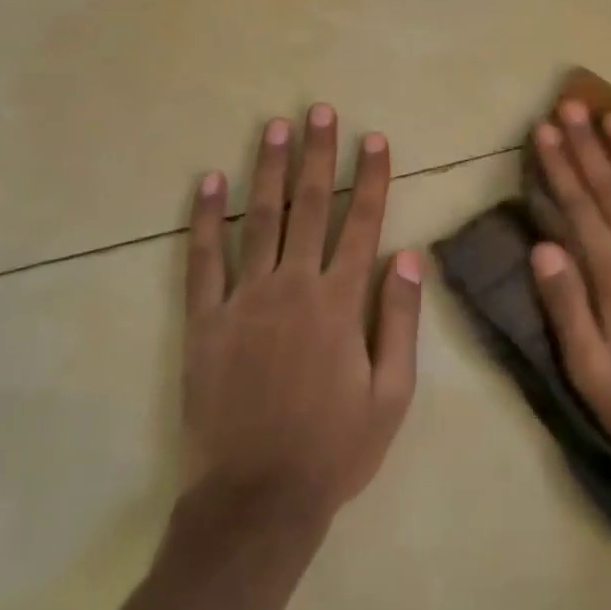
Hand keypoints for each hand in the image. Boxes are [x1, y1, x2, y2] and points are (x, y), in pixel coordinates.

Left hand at [182, 104, 422, 528]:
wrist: (257, 499)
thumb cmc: (335, 448)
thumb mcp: (392, 393)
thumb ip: (399, 319)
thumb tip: (408, 254)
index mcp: (339, 302)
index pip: (361, 223)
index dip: (371, 177)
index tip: (375, 139)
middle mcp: (292, 287)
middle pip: (310, 206)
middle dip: (318, 154)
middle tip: (320, 110)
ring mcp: (243, 300)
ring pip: (259, 219)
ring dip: (269, 169)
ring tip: (275, 126)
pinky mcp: (204, 321)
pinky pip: (202, 260)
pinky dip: (205, 218)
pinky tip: (209, 182)